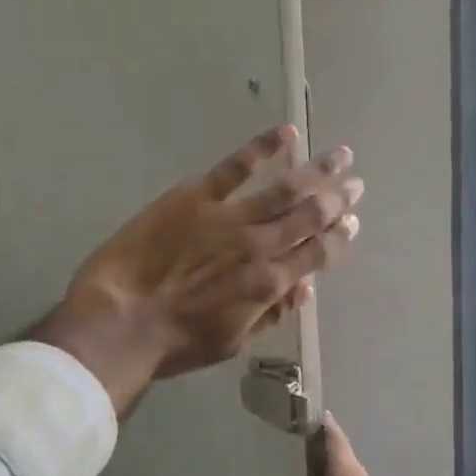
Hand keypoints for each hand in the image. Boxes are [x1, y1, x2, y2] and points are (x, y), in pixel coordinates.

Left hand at [33, 126, 362, 415]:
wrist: (120, 323)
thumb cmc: (175, 343)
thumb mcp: (232, 341)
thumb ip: (271, 313)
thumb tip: (305, 288)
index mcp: (270, 284)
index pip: (319, 253)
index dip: (340, 236)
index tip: (354, 221)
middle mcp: (261, 245)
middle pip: (310, 215)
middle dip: (338, 197)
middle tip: (356, 182)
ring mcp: (230, 217)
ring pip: (285, 188)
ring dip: (317, 170)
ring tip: (340, 154)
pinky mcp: (196, 196)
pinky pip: (236, 167)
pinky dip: (264, 148)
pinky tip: (287, 133)